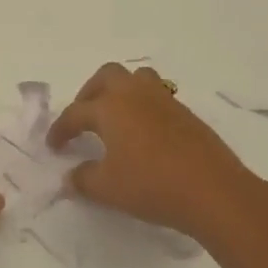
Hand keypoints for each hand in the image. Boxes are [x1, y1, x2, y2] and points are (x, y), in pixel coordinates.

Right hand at [47, 63, 267, 241]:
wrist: (213, 192)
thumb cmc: (151, 186)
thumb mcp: (107, 188)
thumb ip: (83, 179)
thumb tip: (71, 177)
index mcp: (110, 108)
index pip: (75, 113)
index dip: (60, 130)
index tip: (53, 147)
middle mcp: (136, 96)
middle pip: (107, 76)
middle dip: (89, 93)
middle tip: (84, 118)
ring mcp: (165, 101)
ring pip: (137, 79)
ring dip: (121, 91)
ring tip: (115, 117)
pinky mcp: (187, 114)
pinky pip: (158, 97)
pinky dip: (143, 107)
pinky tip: (144, 134)